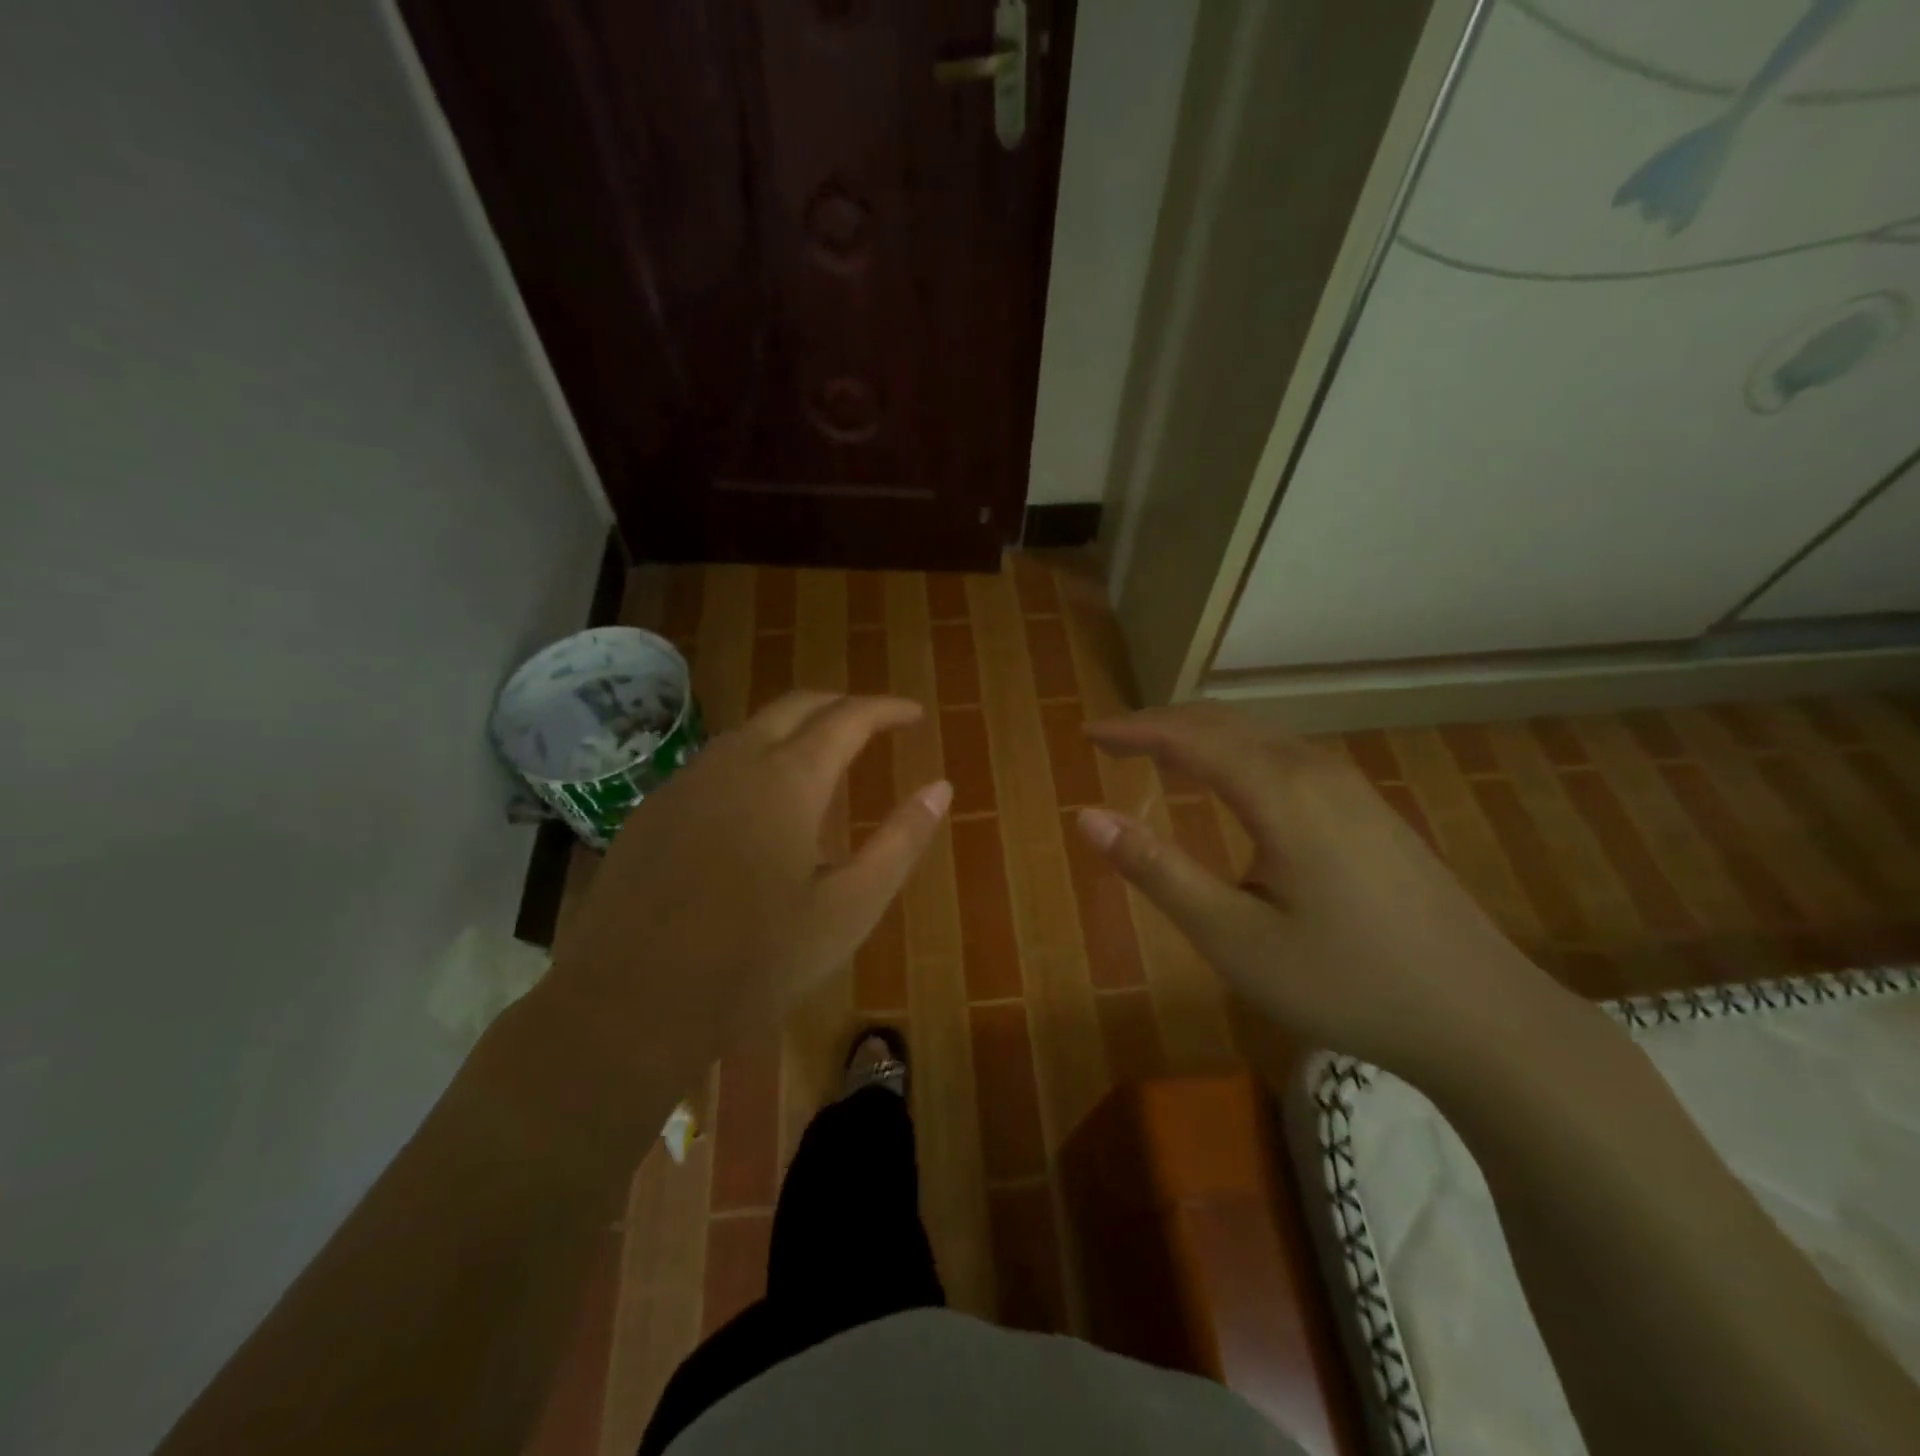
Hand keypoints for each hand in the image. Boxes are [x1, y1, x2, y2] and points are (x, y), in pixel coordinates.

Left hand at [553, 692, 950, 1055]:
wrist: (629, 1005)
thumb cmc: (755, 961)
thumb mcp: (849, 908)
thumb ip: (900, 841)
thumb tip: (941, 787)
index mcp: (788, 780)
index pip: (848, 718)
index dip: (886, 709)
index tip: (914, 714)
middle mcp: (734, 762)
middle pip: (795, 706)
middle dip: (840, 705)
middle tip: (873, 723)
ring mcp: (685, 782)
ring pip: (750, 730)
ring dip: (794, 730)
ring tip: (823, 759)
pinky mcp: (652, 810)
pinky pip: (714, 763)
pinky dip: (753, 759)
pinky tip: (757, 804)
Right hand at [1078, 704, 1575, 1082]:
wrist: (1484, 1018)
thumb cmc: (1346, 982)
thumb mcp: (1234, 937)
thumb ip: (1157, 870)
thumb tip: (1087, 816)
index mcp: (1279, 792)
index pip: (1189, 736)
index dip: (1134, 730)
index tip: (1089, 734)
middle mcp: (1315, 771)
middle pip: (1225, 723)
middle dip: (1163, 724)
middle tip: (1114, 741)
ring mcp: (1352, 787)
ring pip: (1260, 735)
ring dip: (1203, 735)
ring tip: (1160, 753)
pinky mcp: (1371, 809)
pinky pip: (1287, 755)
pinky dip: (1239, 752)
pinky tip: (1234, 782)